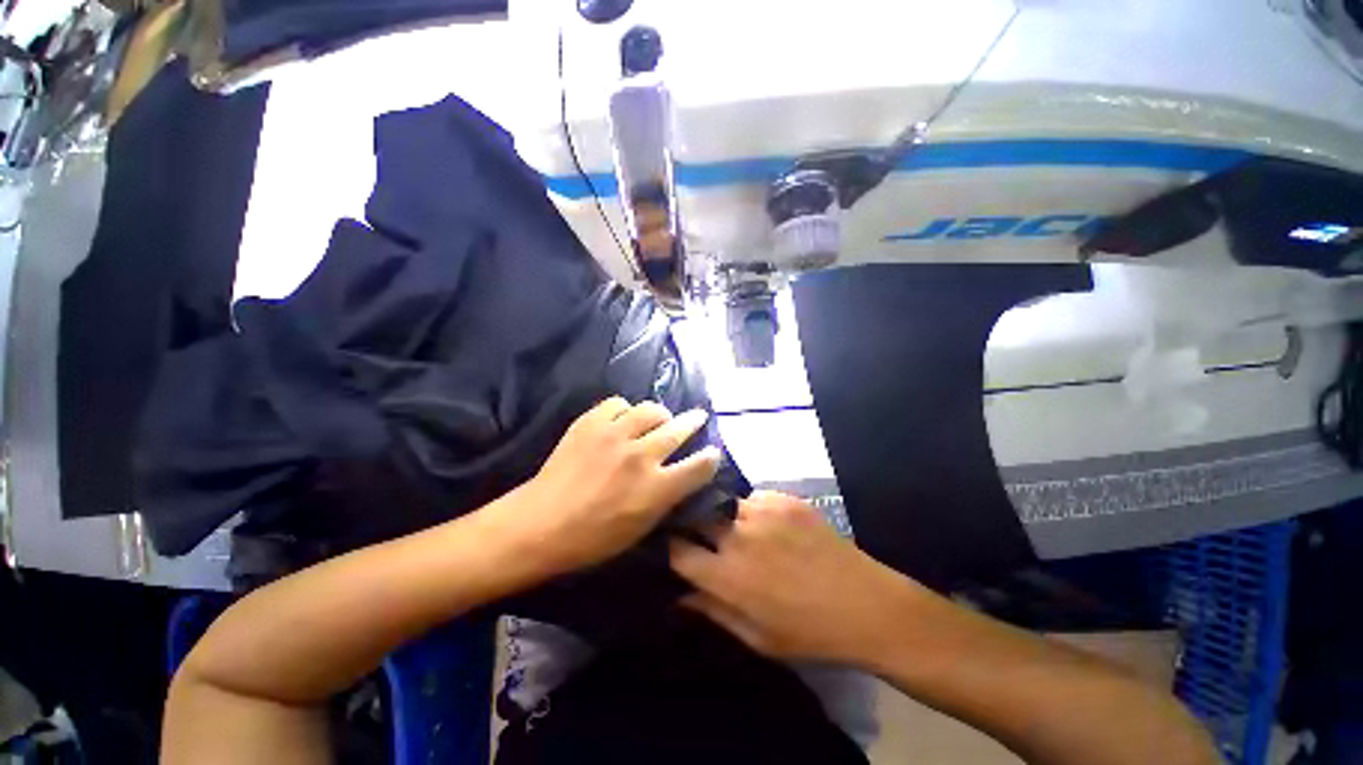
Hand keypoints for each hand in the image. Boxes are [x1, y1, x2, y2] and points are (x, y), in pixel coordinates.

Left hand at [501, 397, 720, 576]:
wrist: (540, 523)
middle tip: (698, 417)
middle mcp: (640, 455)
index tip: (712, 452)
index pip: (699, 465)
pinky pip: (619, 403)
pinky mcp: (591, 422)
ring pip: (651, 409)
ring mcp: (614, 434)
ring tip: (658, 418)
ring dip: (660, 414)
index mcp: (656, 488)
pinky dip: (625, 410)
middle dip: (694, 421)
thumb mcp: (641, 528)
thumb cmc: (593, 538)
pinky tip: (622, 420)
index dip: (711, 457)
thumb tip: (682, 476)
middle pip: (679, 428)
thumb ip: (666, 498)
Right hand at [671, 491, 920, 664]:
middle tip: (704, 536)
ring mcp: (762, 511)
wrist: (865, 604)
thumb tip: (679, 596)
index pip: (678, 550)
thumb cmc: (808, 632)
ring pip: (725, 504)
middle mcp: (737, 536)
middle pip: (697, 517)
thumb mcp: (756, 638)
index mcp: (727, 575)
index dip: (671, 548)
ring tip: (739, 530)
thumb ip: (713, 612)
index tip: (673, 547)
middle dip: (694, 526)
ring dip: (725, 518)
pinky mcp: (783, 498)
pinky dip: (753, 510)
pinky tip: (768, 523)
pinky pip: (754, 498)